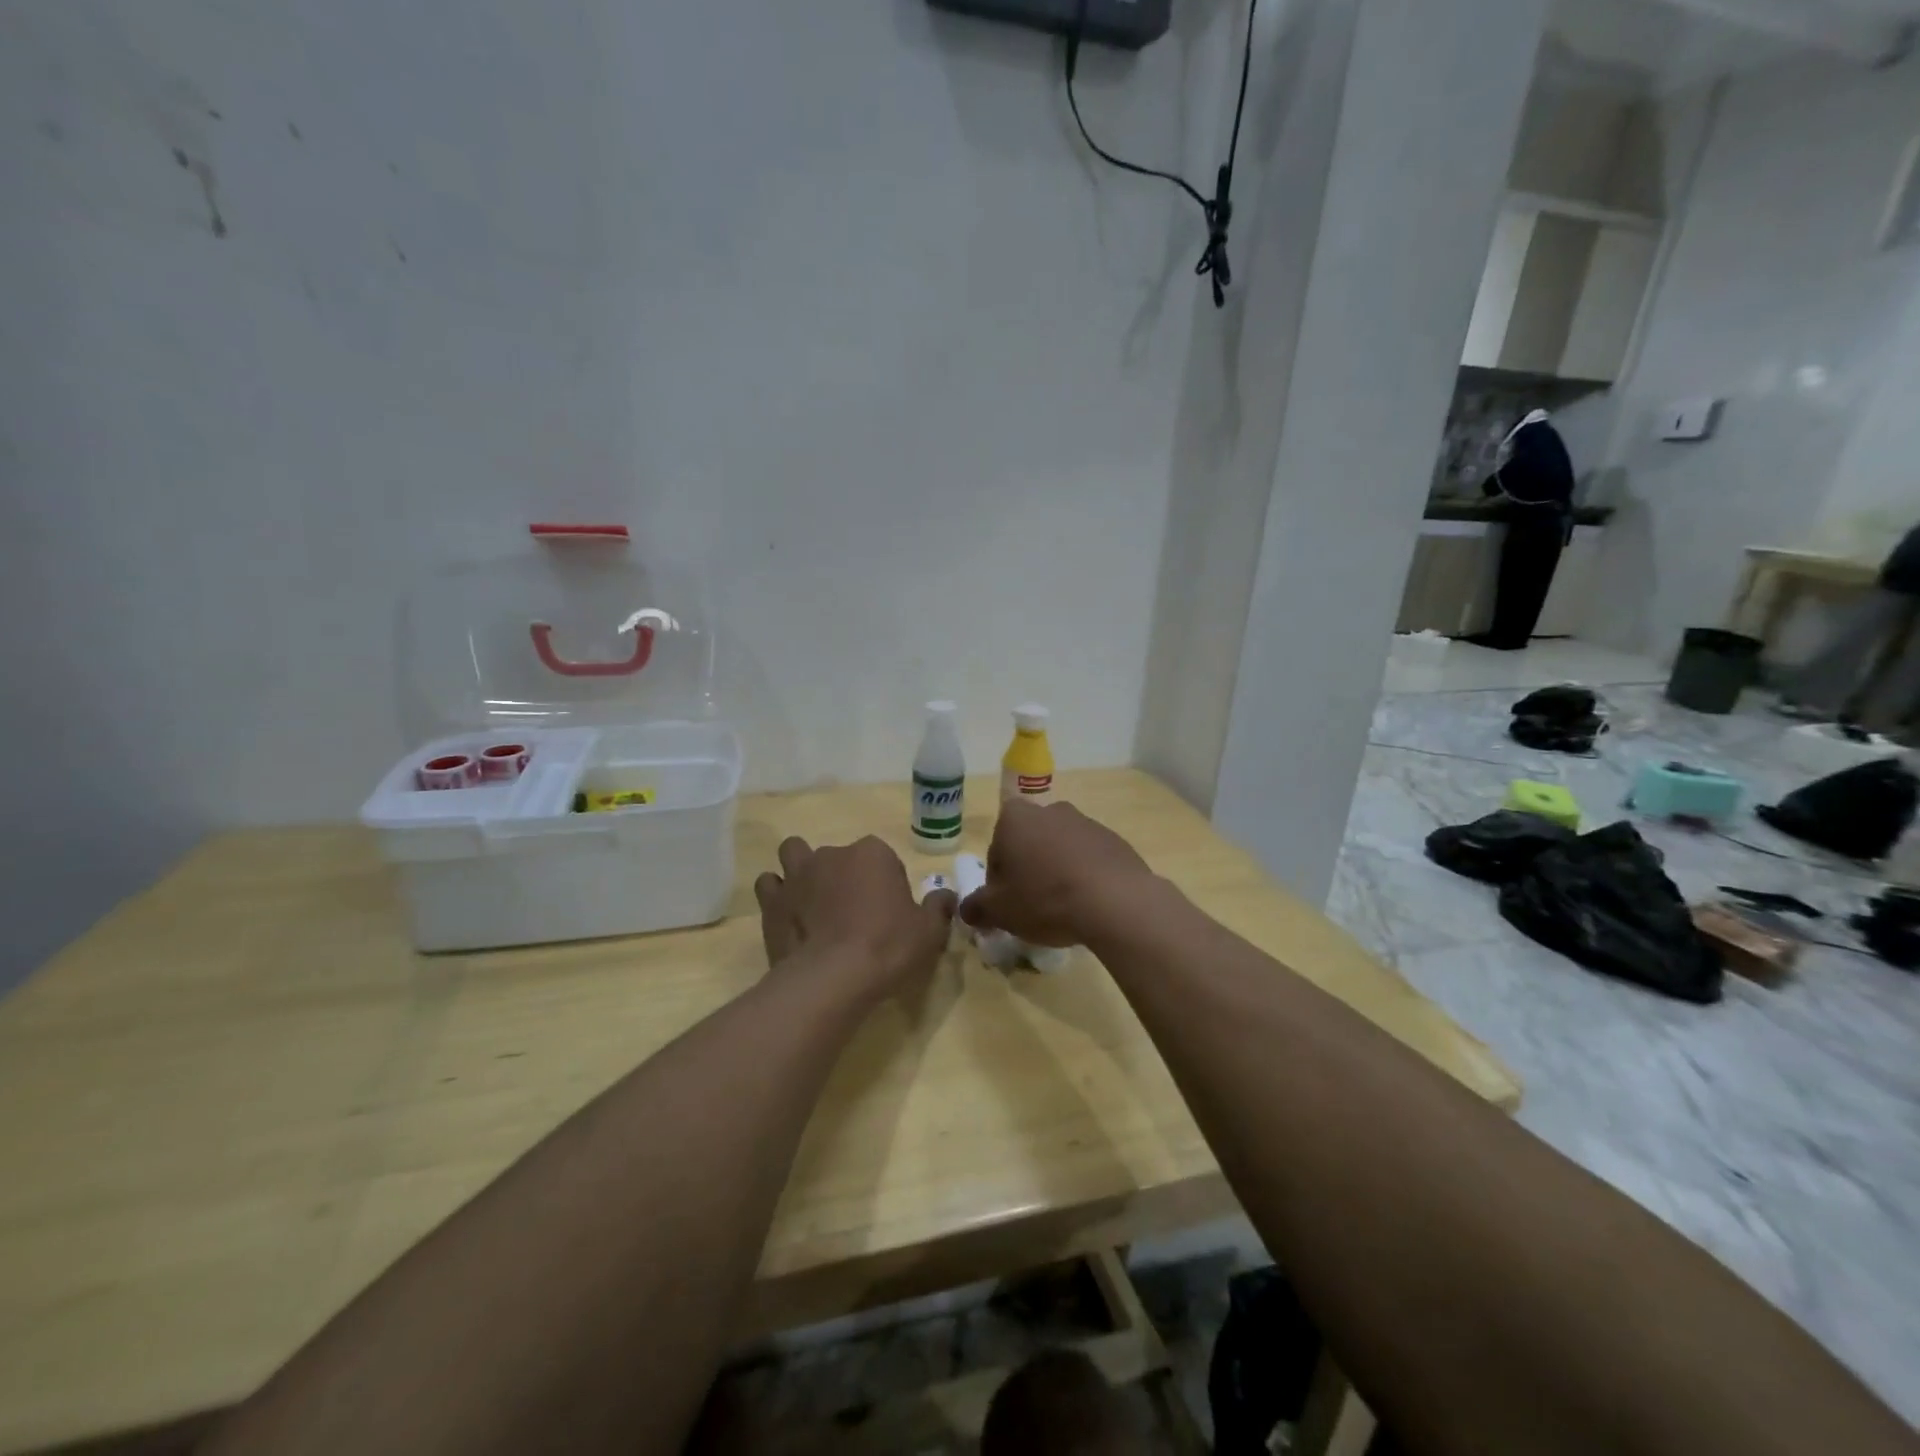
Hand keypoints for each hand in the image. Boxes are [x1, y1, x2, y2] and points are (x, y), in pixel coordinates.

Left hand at [754, 836, 956, 1001]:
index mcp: (872, 853)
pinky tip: (788, 915)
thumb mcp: (929, 931)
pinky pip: (769, 885)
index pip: (882, 857)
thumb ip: (939, 907)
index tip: (888, 910)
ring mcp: (797, 874)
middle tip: (851, 909)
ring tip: (812, 900)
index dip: (886, 882)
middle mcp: (832, 854)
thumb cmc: (888, 946)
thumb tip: (946, 896)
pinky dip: (777, 895)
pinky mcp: (772, 901)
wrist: (833, 976)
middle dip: (842, 873)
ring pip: (794, 854)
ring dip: (802, 869)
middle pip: (838, 855)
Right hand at [959, 799, 1154, 947]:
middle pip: (1029, 846)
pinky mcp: (1115, 840)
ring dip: (1058, 874)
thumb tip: (967, 909)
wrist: (1115, 901)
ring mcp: (1086, 822)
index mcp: (1015, 818)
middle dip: (1029, 873)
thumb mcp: (999, 911)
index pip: (996, 850)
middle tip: (1033, 908)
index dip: (998, 881)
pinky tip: (1089, 905)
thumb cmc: (1045, 899)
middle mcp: (1050, 810)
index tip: (1008, 906)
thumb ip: (976, 907)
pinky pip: (1090, 860)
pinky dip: (1085, 878)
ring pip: (1060, 851)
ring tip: (1064, 911)